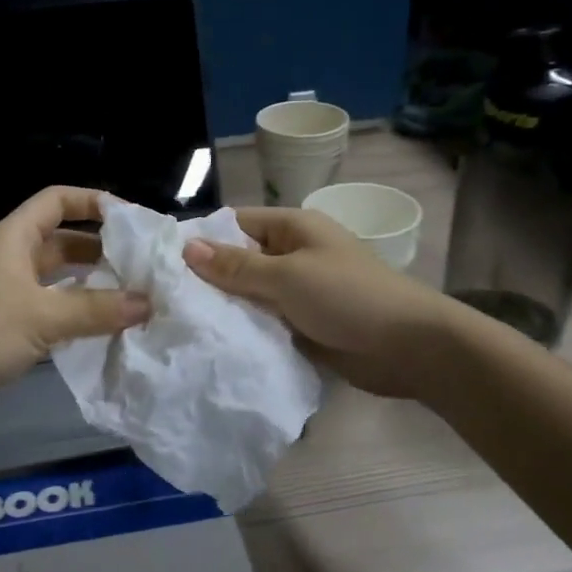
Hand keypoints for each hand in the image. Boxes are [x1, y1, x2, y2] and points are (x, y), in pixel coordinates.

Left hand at [0, 186, 149, 426]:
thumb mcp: (43, 316)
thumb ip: (97, 309)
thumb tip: (148, 303)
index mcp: (13, 238)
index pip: (57, 201)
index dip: (93, 202)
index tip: (132, 220)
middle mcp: (11, 258)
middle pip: (64, 241)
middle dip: (102, 250)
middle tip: (144, 266)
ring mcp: (9, 293)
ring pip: (60, 279)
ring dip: (94, 286)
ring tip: (135, 297)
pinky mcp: (8, 325)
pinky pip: (53, 310)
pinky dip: (78, 314)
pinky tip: (107, 328)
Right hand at [182, 208, 451, 399]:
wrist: (409, 347)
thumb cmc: (348, 297)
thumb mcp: (288, 276)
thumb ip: (237, 267)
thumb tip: (187, 247)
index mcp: (294, 229)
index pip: (237, 225)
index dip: (203, 239)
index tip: (162, 261)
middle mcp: (294, 255)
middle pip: (241, 261)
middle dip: (209, 278)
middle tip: (162, 298)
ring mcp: (299, 292)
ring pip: (251, 295)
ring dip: (226, 308)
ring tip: (178, 322)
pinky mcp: (304, 325)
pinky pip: (266, 321)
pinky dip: (245, 330)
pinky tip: (213, 343)